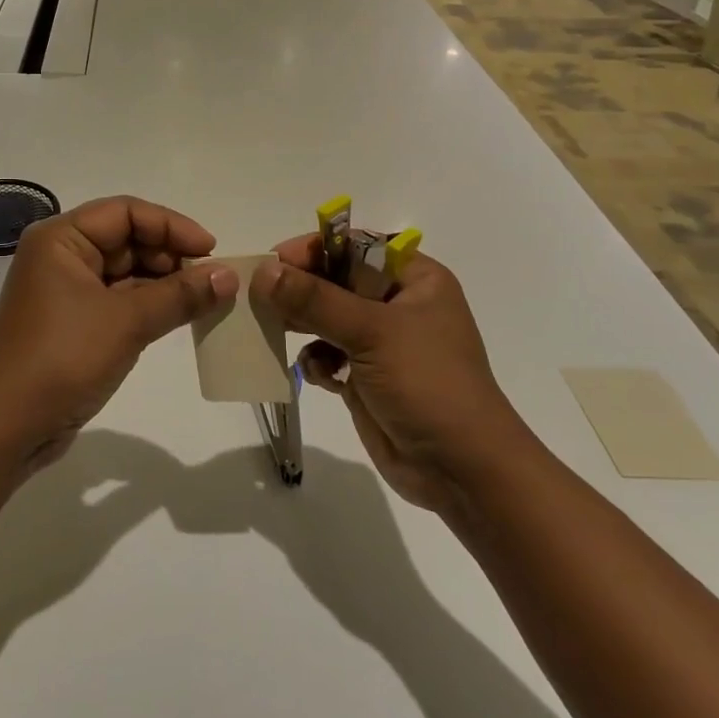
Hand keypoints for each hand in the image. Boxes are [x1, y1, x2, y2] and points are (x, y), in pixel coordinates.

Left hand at [0, 197, 237, 469]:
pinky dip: (148, 305)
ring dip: (163, 283)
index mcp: (60, 239)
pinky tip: (180, 316)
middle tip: (211, 280)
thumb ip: (180, 295)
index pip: (125, 212)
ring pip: (124, 272)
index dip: (171, 226)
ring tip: (204, 299)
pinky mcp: (72, 323)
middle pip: (126, 239)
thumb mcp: (127, 322)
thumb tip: (229, 276)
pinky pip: (117, 300)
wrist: (7, 429)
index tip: (211, 250)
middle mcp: (59, 256)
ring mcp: (64, 291)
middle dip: (170, 256)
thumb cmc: (62, 359)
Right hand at [251, 238, 533, 516]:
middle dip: (299, 289)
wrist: (460, 469)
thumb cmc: (427, 383)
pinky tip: (315, 374)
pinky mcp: (365, 377)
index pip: (355, 247)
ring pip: (326, 319)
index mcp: (414, 279)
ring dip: (300, 324)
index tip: (272, 261)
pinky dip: (314, 361)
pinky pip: (327, 355)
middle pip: (335, 281)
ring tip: (271, 330)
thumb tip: (265, 271)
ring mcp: (380, 343)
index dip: (314, 250)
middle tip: (258, 296)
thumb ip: (315, 299)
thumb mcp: (372, 332)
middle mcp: (397, 304)